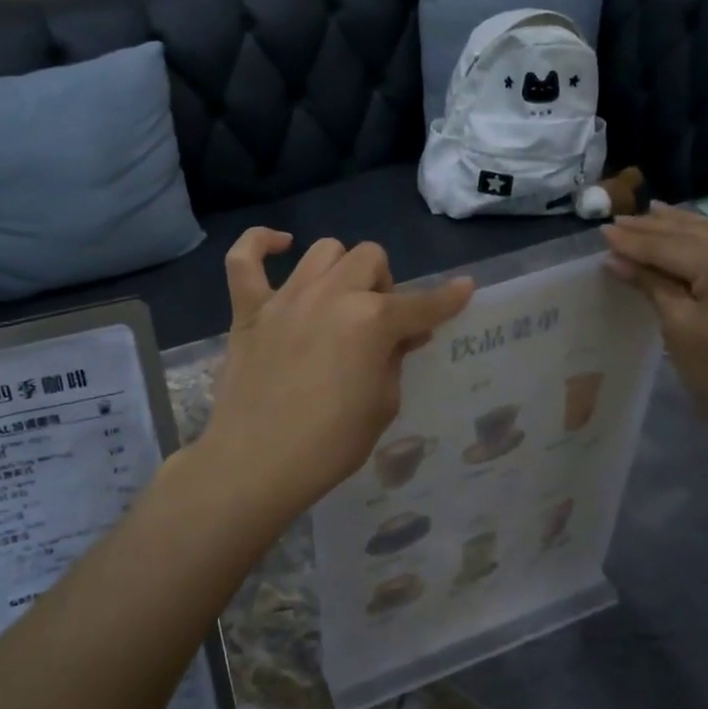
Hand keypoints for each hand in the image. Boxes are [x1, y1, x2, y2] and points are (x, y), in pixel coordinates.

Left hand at [193, 229, 473, 525]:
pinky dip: (260, 244)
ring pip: (323, 250)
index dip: (448, 299)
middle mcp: (331, 295)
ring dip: (341, 269)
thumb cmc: (330, 444)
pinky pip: (244, 258)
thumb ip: (395, 359)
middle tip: (378, 322)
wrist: (256, 464)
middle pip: (370, 258)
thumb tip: (402, 334)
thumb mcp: (383, 405)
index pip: (422, 304)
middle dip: (383, 285)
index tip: (464, 289)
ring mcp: (286, 298)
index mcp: (372, 320)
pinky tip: (279, 248)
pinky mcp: (248, 309)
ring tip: (339, 299)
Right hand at [601, 206, 707, 460]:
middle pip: (698, 232)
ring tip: (656, 215)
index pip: (669, 244)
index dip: (633, 240)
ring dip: (686, 228)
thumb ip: (651, 285)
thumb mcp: (680, 328)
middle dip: (658, 227)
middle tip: (622, 219)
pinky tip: (698, 240)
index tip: (603, 231)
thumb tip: (616, 259)